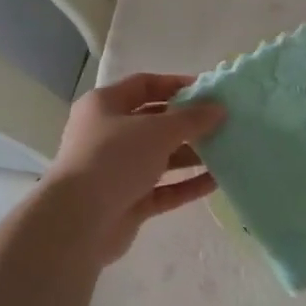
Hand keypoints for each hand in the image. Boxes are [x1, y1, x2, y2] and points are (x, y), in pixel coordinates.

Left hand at [43, 73, 224, 262]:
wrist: (79, 220)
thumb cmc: (114, 159)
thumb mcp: (157, 130)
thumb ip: (192, 119)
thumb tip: (220, 109)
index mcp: (104, 106)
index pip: (144, 85)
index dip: (176, 85)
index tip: (210, 91)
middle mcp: (108, 135)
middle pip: (154, 122)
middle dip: (188, 123)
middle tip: (223, 123)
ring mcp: (118, 170)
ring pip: (160, 158)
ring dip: (191, 155)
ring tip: (226, 152)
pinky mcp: (128, 201)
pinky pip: (164, 189)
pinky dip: (186, 184)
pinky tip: (216, 182)